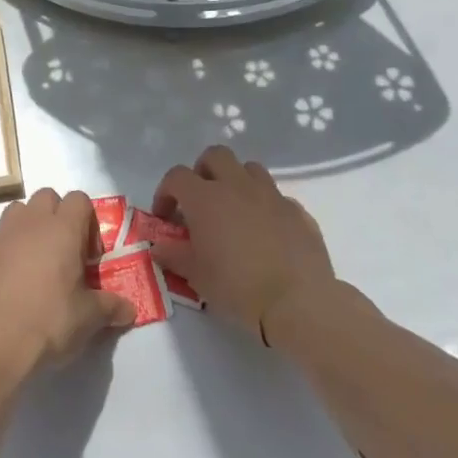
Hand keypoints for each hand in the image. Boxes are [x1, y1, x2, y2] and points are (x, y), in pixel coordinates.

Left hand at [0, 189, 135, 378]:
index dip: (88, 222)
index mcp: (62, 230)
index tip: (89, 257)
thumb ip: (111, 307)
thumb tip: (130, 309)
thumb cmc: (49, 323)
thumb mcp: (89, 319)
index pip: (79, 200)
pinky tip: (5, 277)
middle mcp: (30, 223)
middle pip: (47, 197)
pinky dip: (0, 250)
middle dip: (57, 217)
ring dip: (27, 227)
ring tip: (33, 262)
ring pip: (16, 211)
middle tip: (63, 253)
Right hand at [150, 146, 336, 344]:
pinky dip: (265, 206)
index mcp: (205, 197)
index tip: (165, 217)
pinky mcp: (298, 211)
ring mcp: (271, 195)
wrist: (297, 301)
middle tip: (200, 201)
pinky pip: (277, 197)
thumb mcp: (195, 275)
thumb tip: (159, 247)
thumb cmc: (237, 286)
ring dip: (236, 182)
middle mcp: (237, 185)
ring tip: (234, 211)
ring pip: (249, 169)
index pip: (176, 176)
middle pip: (215, 156)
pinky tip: (266, 233)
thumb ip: (173, 255)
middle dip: (203, 171)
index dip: (166, 192)